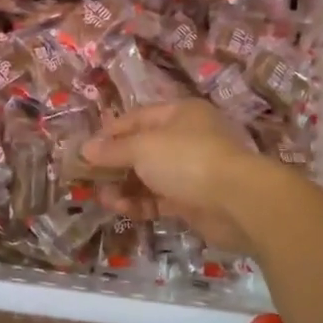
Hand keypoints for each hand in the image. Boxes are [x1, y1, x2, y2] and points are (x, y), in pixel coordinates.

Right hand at [80, 101, 267, 252]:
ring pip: (150, 176)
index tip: (86, 148)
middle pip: (143, 148)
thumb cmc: (187, 159)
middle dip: (115, 163)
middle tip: (88, 177)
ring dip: (125, 186)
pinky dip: (140, 203)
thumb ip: (113, 149)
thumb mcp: (143, 147)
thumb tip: (85, 149)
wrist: (237, 201)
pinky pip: (160, 199)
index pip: (137, 117)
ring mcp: (192, 171)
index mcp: (180, 114)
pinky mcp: (194, 201)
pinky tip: (120, 209)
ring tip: (102, 197)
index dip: (111, 131)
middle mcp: (187, 138)